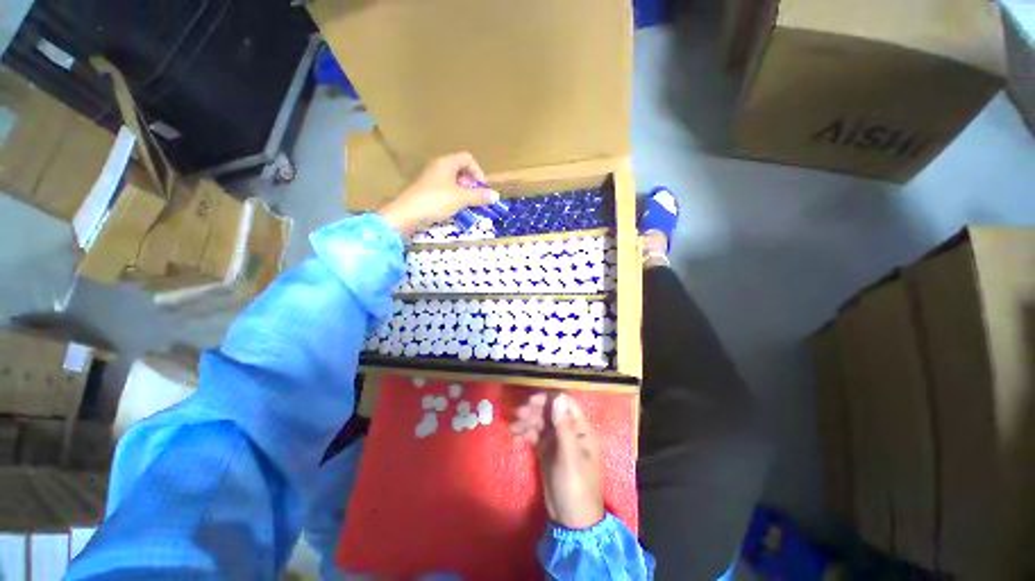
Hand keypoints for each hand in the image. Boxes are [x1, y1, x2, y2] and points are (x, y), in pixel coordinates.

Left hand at [377, 152, 499, 237]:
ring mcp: (431, 179)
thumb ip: (479, 196)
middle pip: (461, 169)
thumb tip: (496, 196)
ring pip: (453, 181)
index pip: (467, 158)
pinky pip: (445, 190)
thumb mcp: (461, 198)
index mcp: (446, 162)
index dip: (478, 172)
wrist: (408, 213)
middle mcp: (438, 167)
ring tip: (466, 204)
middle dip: (471, 184)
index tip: (481, 188)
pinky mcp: (427, 191)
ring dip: (463, 192)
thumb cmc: (437, 200)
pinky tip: (454, 209)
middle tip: (475, 197)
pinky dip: (454, 197)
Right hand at [511, 393, 604, 529]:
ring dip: (526, 420)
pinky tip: (515, 436)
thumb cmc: (575, 487)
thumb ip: (563, 427)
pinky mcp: (546, 448)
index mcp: (580, 428)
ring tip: (513, 427)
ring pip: (540, 420)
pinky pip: (535, 433)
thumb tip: (558, 396)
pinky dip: (525, 432)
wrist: (571, 520)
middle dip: (533, 410)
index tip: (530, 401)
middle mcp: (568, 429)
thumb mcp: (569, 457)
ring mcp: (557, 439)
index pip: (564, 403)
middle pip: (550, 410)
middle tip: (517, 415)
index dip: (547, 398)